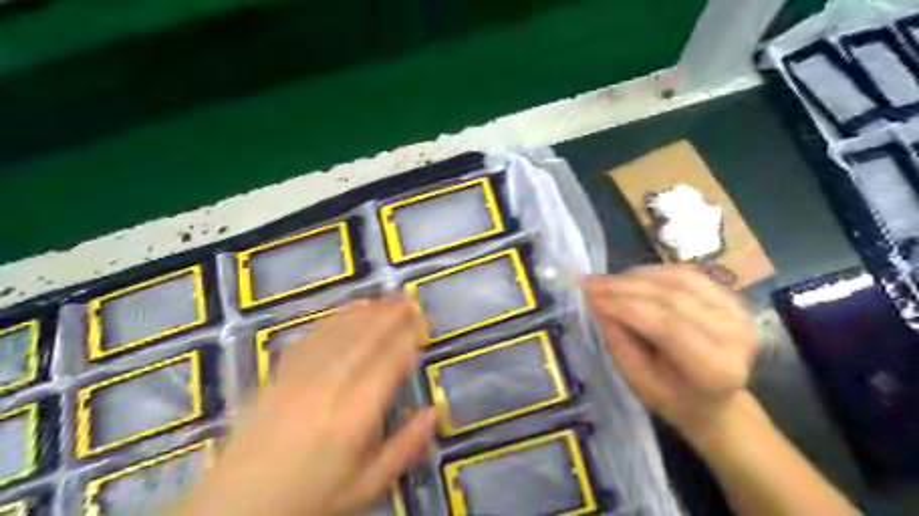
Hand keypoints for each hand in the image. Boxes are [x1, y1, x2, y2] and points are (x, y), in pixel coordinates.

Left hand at [175, 296, 440, 513]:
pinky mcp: (280, 374)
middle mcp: (329, 387)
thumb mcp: (366, 485)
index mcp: (354, 416)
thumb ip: (404, 448)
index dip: (408, 339)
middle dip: (391, 316)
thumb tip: (435, 412)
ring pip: (340, 334)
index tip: (422, 323)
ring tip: (387, 298)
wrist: (237, 506)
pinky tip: (348, 309)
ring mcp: (300, 377)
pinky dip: (335, 319)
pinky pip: (312, 338)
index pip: (388, 364)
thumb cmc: (310, 497)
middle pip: (365, 341)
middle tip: (410, 299)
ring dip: (367, 312)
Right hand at [584, 266, 756, 438]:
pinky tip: (629, 278)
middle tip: (590, 282)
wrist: (716, 401)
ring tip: (606, 280)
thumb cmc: (674, 399)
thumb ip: (620, 343)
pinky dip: (653, 272)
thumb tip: (599, 302)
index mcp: (716, 368)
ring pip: (679, 279)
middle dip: (625, 287)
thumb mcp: (639, 382)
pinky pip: (687, 275)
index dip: (624, 306)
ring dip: (637, 276)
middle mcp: (735, 335)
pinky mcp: (732, 298)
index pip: (666, 325)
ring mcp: (739, 312)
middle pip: (673, 297)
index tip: (589, 296)